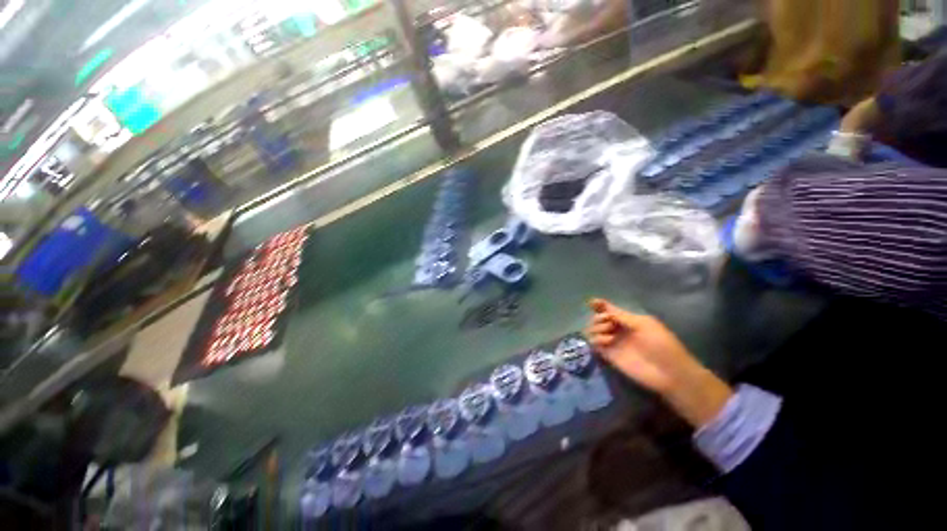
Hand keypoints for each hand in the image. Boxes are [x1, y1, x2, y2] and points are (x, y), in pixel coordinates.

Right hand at [585, 299, 732, 426]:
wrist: (668, 372)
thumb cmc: (661, 344)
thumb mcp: (644, 324)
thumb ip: (622, 316)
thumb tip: (603, 310)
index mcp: (628, 320)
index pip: (609, 310)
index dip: (599, 305)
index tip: (591, 302)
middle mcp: (617, 330)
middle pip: (598, 318)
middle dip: (599, 317)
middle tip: (608, 322)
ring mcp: (613, 342)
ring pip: (593, 330)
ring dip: (596, 327)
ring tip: (608, 333)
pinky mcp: (609, 355)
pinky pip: (594, 344)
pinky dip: (596, 340)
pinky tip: (607, 342)